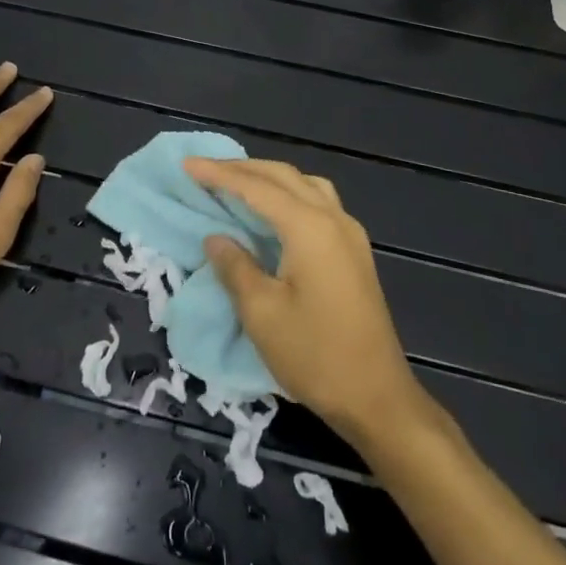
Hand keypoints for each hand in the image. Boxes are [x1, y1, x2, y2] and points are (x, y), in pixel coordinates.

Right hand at [186, 157, 425, 448]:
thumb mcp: (262, 313)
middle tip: (205, 170)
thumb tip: (216, 238)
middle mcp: (333, 218)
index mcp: (309, 227)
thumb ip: (235, 267)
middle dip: (242, 169)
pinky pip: (318, 202)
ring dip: (269, 177)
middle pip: (283, 177)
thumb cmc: (315, 356)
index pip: (256, 188)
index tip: (186, 165)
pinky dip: (289, 193)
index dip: (219, 175)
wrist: (378, 399)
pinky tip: (274, 211)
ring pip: (305, 184)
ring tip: (238, 183)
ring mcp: (349, 234)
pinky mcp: (355, 252)